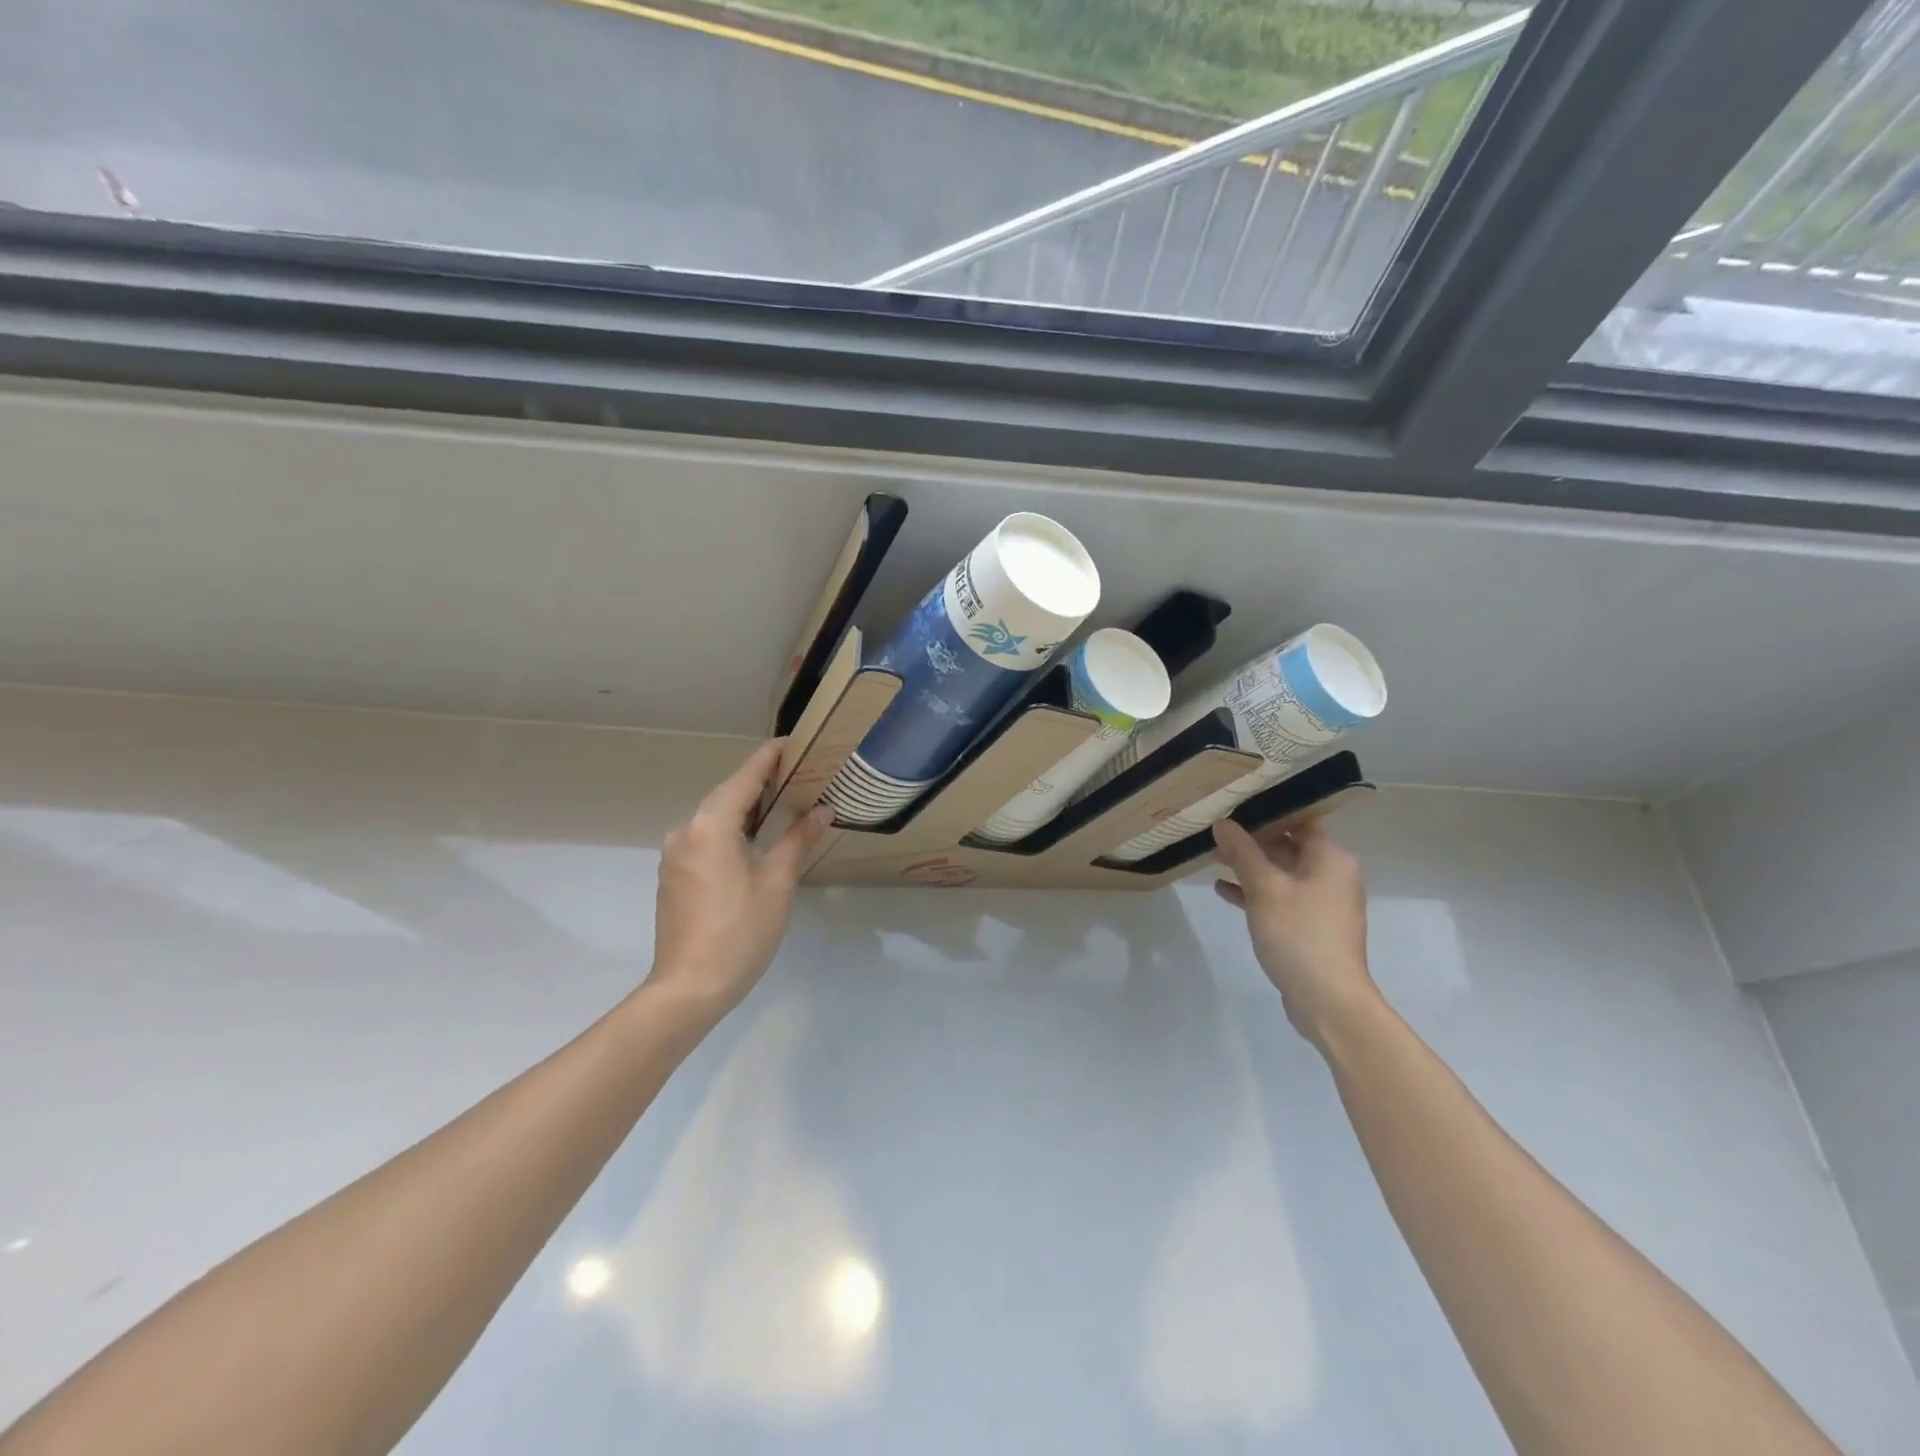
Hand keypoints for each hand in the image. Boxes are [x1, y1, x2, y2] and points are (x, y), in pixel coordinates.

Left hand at [646, 740, 832, 1024]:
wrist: (689, 987)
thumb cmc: (740, 931)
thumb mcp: (778, 883)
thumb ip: (798, 839)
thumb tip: (823, 810)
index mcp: (711, 826)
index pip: (745, 778)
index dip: (769, 757)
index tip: (793, 742)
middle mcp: (687, 831)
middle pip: (728, 794)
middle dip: (760, 781)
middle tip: (798, 772)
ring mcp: (676, 854)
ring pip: (715, 816)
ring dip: (747, 806)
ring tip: (783, 801)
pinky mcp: (674, 875)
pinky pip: (706, 837)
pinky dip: (732, 828)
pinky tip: (755, 837)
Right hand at [1212, 817, 1378, 1045]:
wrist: (1327, 1000)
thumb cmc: (1299, 934)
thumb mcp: (1264, 888)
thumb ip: (1242, 852)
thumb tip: (1223, 823)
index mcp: (1330, 858)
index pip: (1301, 819)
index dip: (1269, 809)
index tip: (1236, 802)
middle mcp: (1331, 874)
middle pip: (1289, 844)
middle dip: (1252, 838)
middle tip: (1216, 828)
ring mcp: (1321, 902)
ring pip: (1281, 872)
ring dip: (1250, 865)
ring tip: (1213, 856)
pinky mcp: (1309, 926)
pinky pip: (1279, 897)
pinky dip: (1254, 892)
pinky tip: (1222, 890)